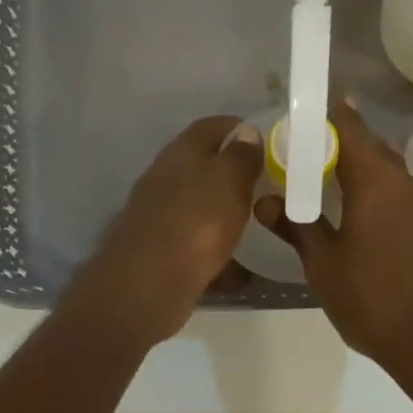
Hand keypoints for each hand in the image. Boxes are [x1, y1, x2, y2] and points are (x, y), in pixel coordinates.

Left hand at [67, 116, 262, 344]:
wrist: (146, 285)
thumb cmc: (195, 224)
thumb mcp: (228, 182)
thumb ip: (240, 156)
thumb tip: (245, 132)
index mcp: (181, 154)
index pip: (210, 127)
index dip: (238, 128)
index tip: (265, 139)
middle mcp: (164, 179)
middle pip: (201, 167)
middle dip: (232, 173)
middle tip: (266, 184)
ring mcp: (158, 216)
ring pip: (198, 206)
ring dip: (223, 212)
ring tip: (256, 222)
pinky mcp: (158, 251)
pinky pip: (195, 243)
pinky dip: (216, 249)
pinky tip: (237, 265)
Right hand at [255, 100, 412, 380]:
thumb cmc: (373, 301)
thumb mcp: (324, 266)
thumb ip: (296, 227)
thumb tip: (264, 201)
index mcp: (376, 182)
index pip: (350, 128)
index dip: (327, 117)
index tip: (304, 116)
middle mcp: (408, 183)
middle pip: (373, 149)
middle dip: (342, 147)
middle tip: (310, 157)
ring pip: (391, 175)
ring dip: (364, 175)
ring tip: (333, 191)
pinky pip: (405, 199)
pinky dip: (383, 198)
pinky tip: (366, 223)